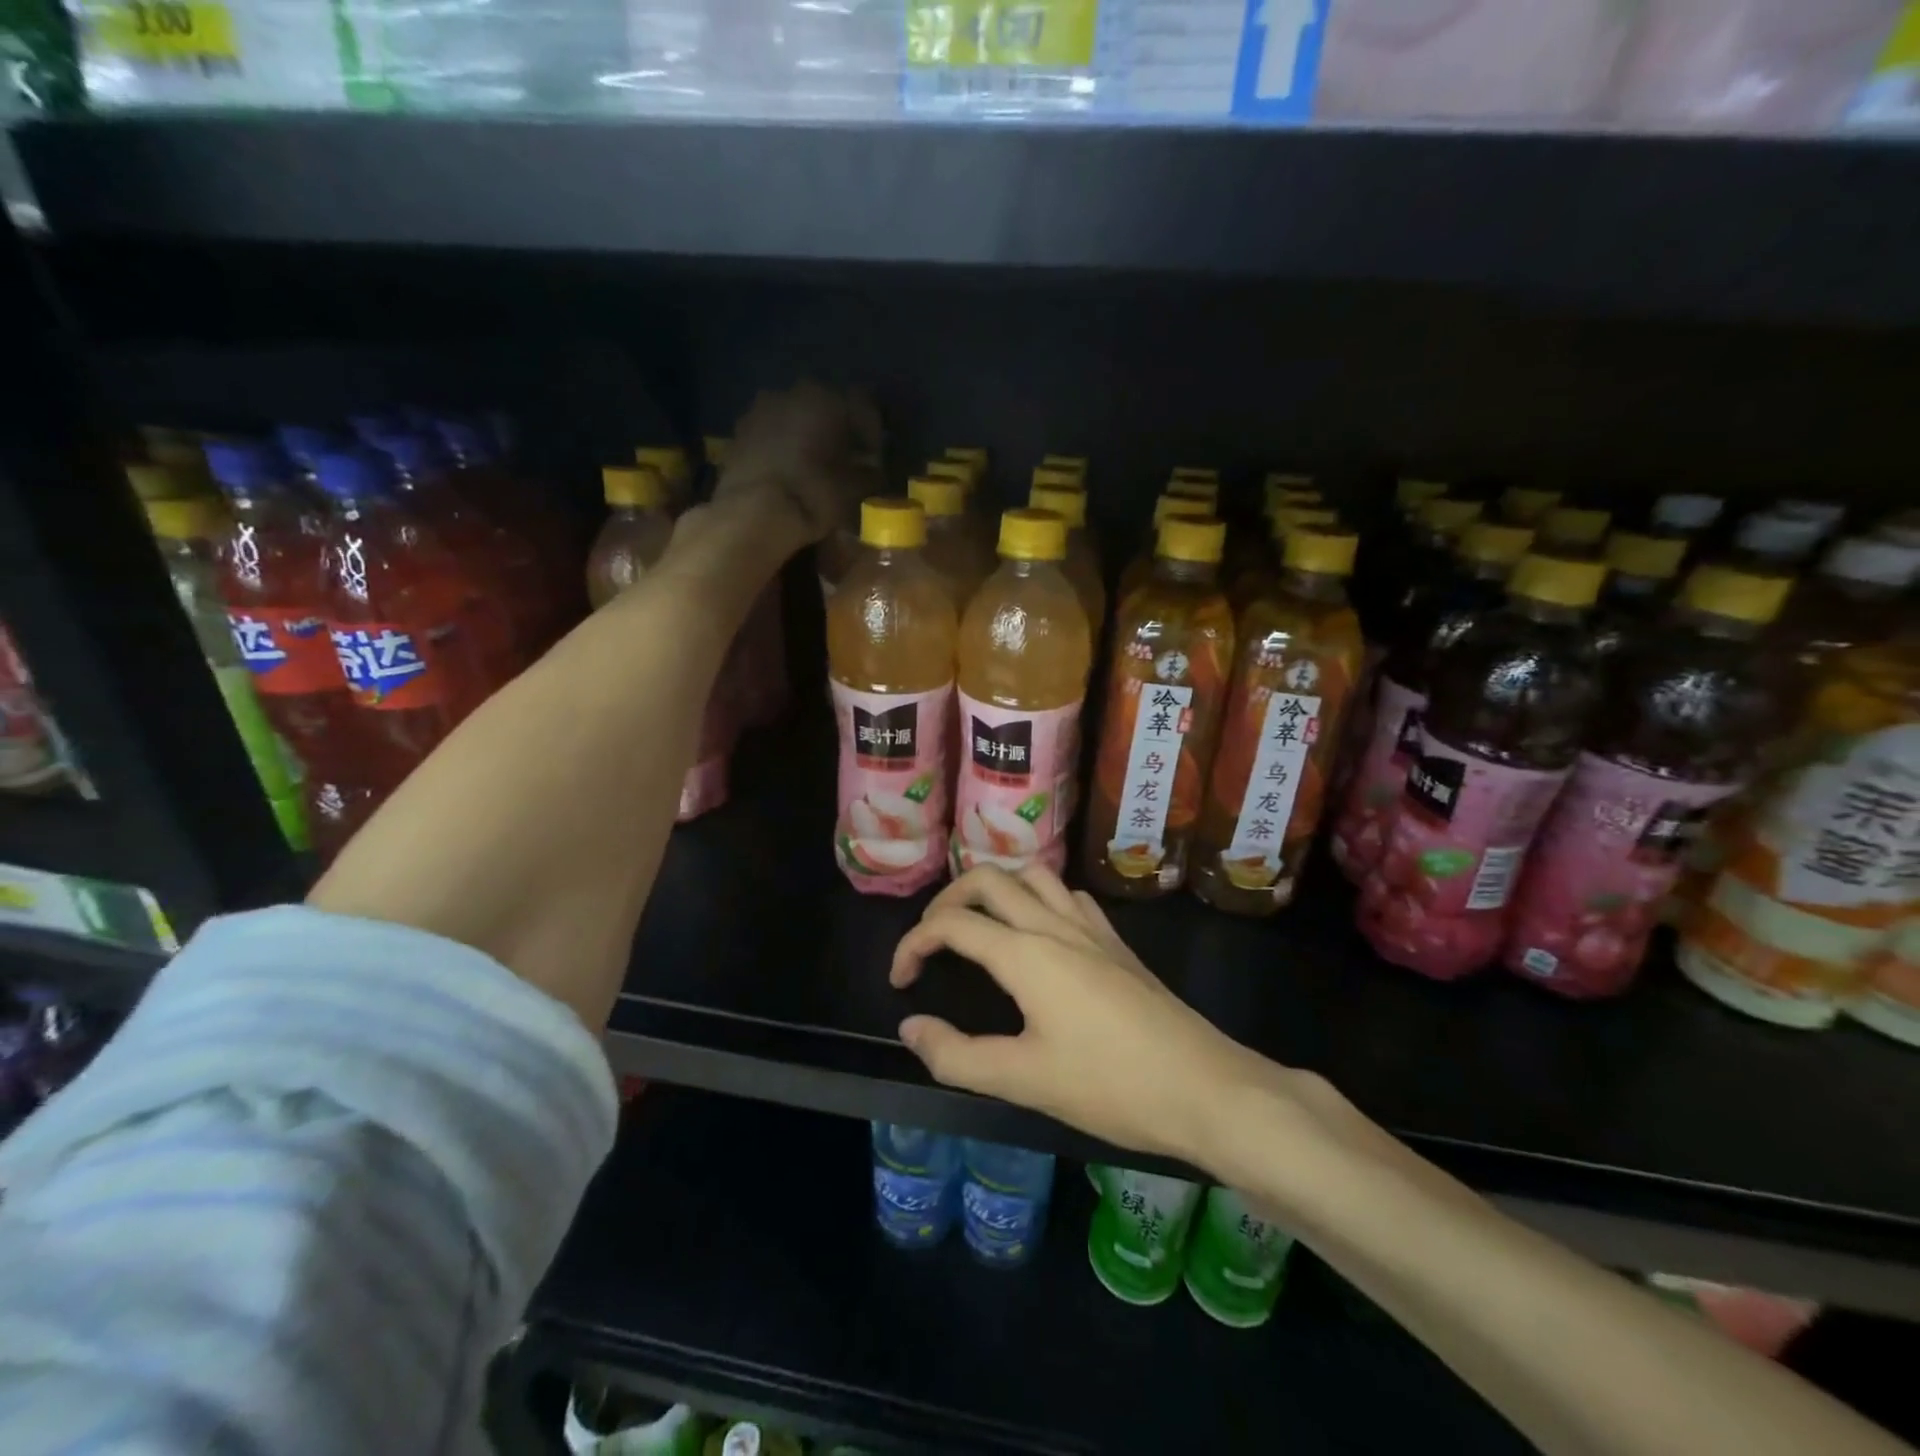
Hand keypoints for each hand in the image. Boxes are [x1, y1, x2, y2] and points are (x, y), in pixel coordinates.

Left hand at [718, 381, 879, 542]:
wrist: (752, 514)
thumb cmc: (812, 493)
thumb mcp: (853, 489)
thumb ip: (868, 475)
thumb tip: (874, 472)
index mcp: (824, 397)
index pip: (863, 404)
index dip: (873, 432)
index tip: (876, 458)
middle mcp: (789, 393)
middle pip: (823, 407)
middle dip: (837, 432)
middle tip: (847, 461)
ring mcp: (757, 412)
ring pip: (793, 419)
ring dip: (806, 438)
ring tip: (816, 469)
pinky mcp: (736, 436)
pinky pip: (769, 437)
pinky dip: (782, 450)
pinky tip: (789, 474)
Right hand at [890, 865, 1295, 1164]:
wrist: (1206, 1088)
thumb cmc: (1111, 1086)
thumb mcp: (1024, 1080)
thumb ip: (957, 1055)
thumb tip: (911, 1027)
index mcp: (1026, 953)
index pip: (951, 924)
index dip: (913, 944)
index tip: (899, 982)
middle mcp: (1055, 924)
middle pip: (988, 879)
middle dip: (947, 900)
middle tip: (931, 941)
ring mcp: (1091, 928)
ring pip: (1032, 875)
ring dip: (996, 888)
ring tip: (978, 924)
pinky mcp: (1116, 942)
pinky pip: (1068, 895)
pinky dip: (1038, 898)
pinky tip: (1040, 932)